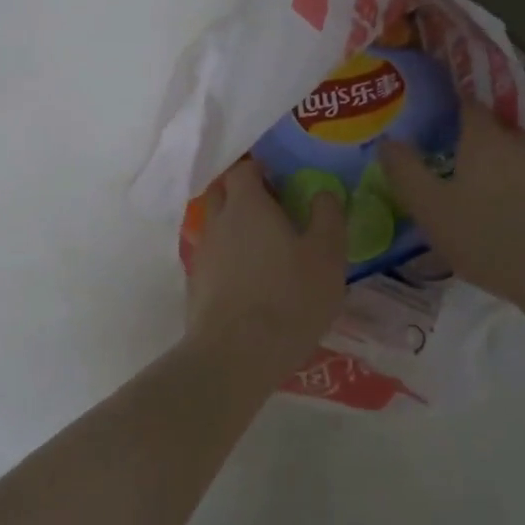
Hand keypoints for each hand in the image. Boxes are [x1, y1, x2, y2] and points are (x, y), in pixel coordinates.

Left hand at [186, 159, 346, 369]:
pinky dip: (229, 260)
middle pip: (223, 193)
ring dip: (236, 230)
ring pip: (217, 227)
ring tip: (265, 250)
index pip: (244, 169)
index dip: (262, 171)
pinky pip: (214, 259)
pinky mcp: (196, 286)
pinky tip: (250, 282)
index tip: (283, 183)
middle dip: (243, 195)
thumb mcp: (327, 255)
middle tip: (274, 212)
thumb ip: (327, 216)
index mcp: (246, 204)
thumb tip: (323, 192)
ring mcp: (202, 254)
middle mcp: (217, 221)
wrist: (235, 356)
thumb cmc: (289, 297)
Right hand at [379, 102, 524, 310]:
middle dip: (456, 132)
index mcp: (482, 136)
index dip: (442, 101)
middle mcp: (512, 142)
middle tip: (428, 147)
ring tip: (451, 178)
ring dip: (477, 159)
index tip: (420, 110)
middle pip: (482, 126)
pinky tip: (482, 204)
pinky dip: (495, 180)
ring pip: (499, 152)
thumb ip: (405, 171)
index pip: (463, 101)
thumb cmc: (485, 234)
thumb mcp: (430, 207)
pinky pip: (513, 174)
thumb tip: (387, 140)